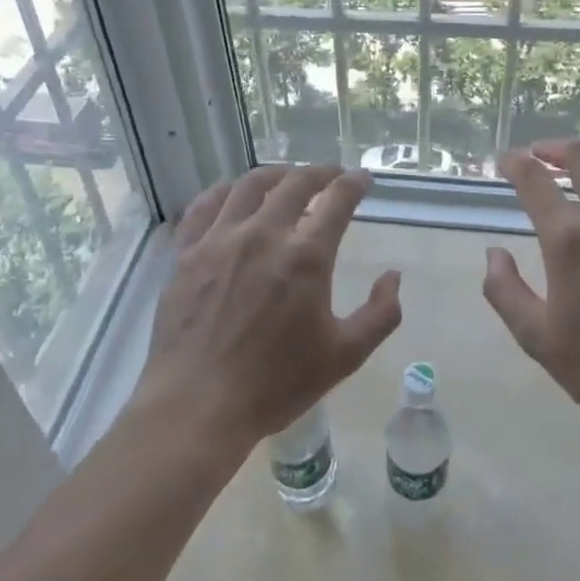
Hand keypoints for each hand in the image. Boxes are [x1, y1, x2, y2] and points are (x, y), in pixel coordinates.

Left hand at [135, 166, 401, 459]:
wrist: (197, 407)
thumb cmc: (275, 384)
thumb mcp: (344, 356)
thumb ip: (380, 314)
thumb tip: (393, 276)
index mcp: (306, 256)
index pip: (337, 200)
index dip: (354, 183)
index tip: (363, 179)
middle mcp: (264, 234)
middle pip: (295, 183)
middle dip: (320, 173)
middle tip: (332, 176)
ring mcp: (220, 239)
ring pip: (249, 185)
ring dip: (276, 175)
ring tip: (287, 179)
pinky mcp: (187, 252)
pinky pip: (205, 205)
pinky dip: (224, 191)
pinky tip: (234, 194)